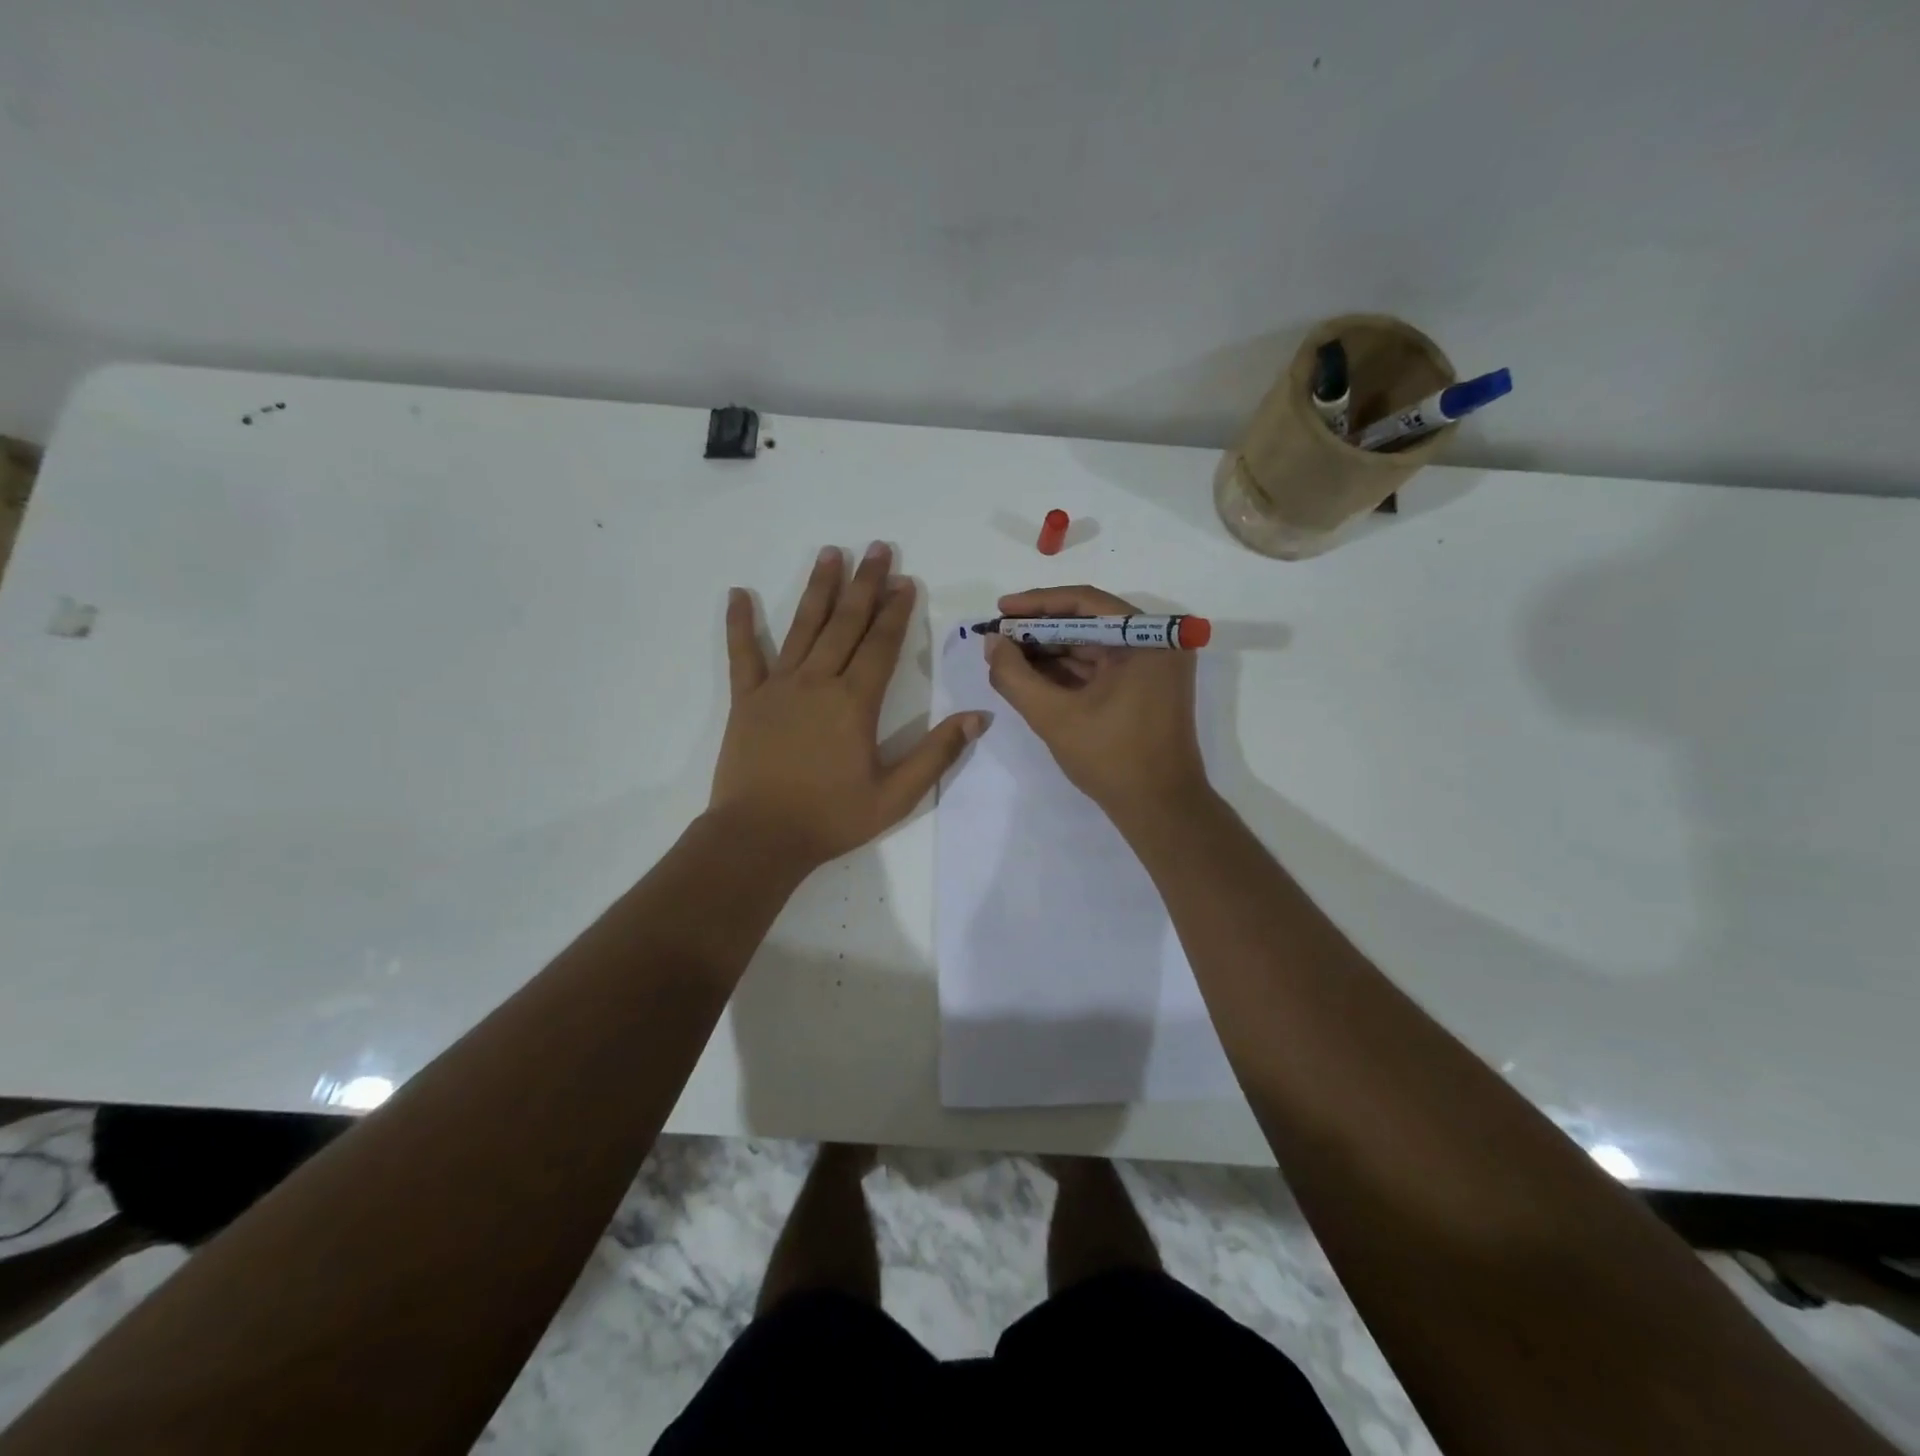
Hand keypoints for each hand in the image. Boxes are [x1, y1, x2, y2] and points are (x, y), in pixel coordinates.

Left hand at [710, 542, 986, 872]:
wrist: (760, 838)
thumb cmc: (831, 818)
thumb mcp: (896, 796)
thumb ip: (937, 754)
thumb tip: (979, 717)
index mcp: (855, 703)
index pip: (881, 645)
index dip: (896, 612)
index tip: (906, 581)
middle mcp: (817, 682)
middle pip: (845, 623)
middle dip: (864, 584)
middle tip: (876, 548)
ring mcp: (778, 687)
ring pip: (803, 627)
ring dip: (818, 589)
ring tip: (830, 553)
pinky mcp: (746, 700)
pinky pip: (743, 655)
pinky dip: (740, 624)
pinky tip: (738, 593)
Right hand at [983, 585, 1209, 821]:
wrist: (1160, 810)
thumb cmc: (1112, 759)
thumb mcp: (1054, 716)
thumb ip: (1015, 676)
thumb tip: (991, 642)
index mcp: (1148, 638)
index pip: (1086, 602)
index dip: (1037, 604)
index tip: (1001, 610)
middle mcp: (1156, 643)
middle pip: (1088, 622)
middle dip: (1039, 630)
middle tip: (998, 636)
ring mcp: (1152, 667)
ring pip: (1091, 645)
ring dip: (1049, 651)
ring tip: (1006, 655)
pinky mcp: (1144, 687)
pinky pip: (1100, 667)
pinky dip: (1066, 670)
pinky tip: (1030, 674)